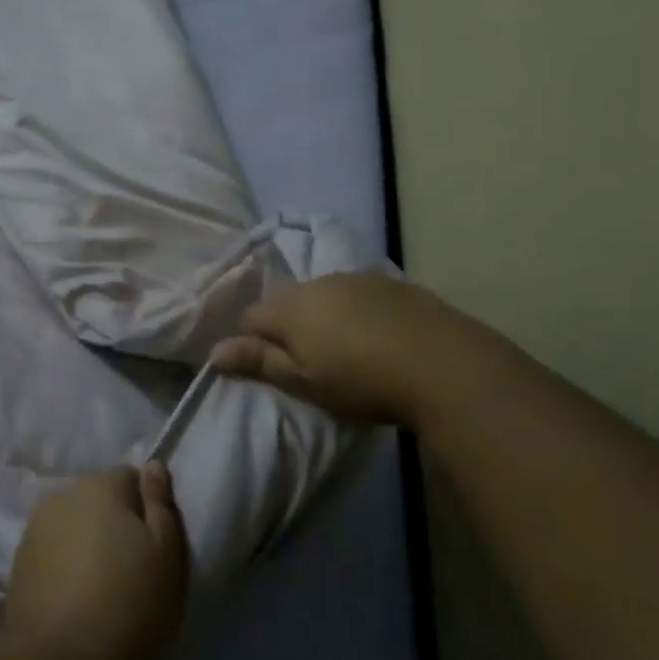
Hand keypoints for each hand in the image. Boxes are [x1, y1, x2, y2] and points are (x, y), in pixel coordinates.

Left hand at [3, 463, 188, 659]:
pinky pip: (54, 550)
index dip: (147, 510)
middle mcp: (64, 493)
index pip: (131, 478)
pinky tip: (75, 598)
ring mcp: (35, 525)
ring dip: (88, 543)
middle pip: (100, 499)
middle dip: (115, 523)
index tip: (154, 548)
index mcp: (101, 484)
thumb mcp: (166, 553)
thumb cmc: (126, 603)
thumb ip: (160, 502)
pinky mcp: (19, 559)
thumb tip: (152, 465)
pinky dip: (66, 565)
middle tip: (132, 570)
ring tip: (101, 587)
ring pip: (74, 524)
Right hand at [209, 271, 512, 427]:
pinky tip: (374, 337)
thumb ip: (259, 362)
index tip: (263, 368)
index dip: (248, 342)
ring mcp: (358, 279)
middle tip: (303, 363)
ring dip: (322, 318)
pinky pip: (357, 296)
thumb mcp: (303, 380)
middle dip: (285, 328)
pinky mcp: (393, 285)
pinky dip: (355, 313)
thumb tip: (214, 351)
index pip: (249, 317)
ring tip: (342, 350)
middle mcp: (319, 282)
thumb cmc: (361, 379)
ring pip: (323, 296)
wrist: (444, 365)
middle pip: (286, 303)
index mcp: (291, 305)